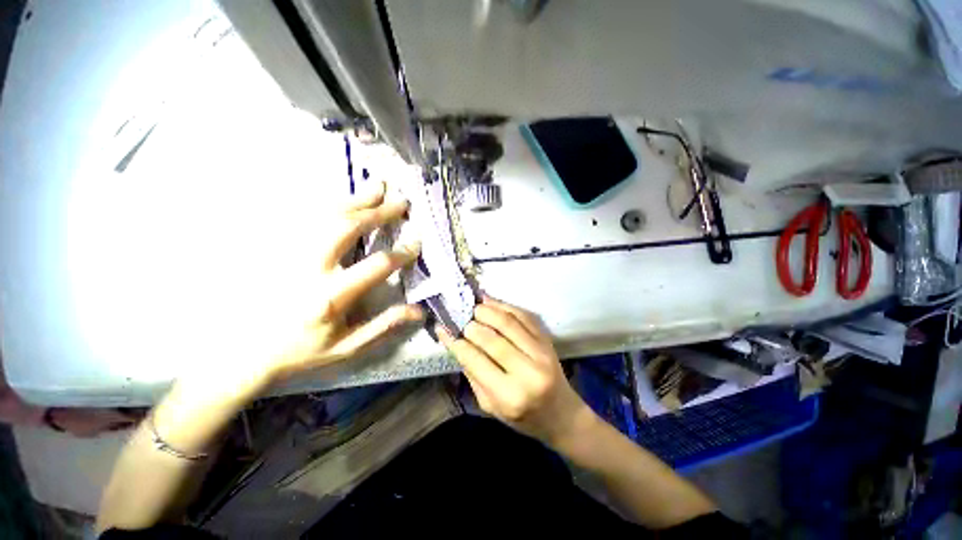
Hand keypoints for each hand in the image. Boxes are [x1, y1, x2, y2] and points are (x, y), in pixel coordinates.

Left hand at [266, 182, 423, 384]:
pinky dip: (326, 204)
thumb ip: (384, 326)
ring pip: (325, 216)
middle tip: (401, 202)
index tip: (415, 243)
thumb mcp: (347, 347)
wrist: (242, 353)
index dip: (401, 252)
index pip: (376, 265)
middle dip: (378, 213)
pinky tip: (342, 198)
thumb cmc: (300, 351)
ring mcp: (289, 254)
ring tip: (377, 186)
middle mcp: (310, 269)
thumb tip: (418, 311)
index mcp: (331, 296)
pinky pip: (303, 217)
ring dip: (355, 200)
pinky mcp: (276, 249)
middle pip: (347, 228)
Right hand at [438, 296, 595, 447]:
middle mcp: (528, 372)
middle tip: (460, 319)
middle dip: (471, 325)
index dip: (458, 343)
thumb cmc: (522, 417)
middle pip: (492, 339)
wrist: (561, 413)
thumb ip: (473, 374)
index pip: (476, 361)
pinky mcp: (547, 340)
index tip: (445, 330)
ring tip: (474, 307)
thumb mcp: (490, 406)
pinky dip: (505, 306)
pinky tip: (491, 302)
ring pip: (509, 322)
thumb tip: (455, 343)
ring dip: (487, 310)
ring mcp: (541, 353)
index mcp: (509, 396)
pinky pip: (524, 316)